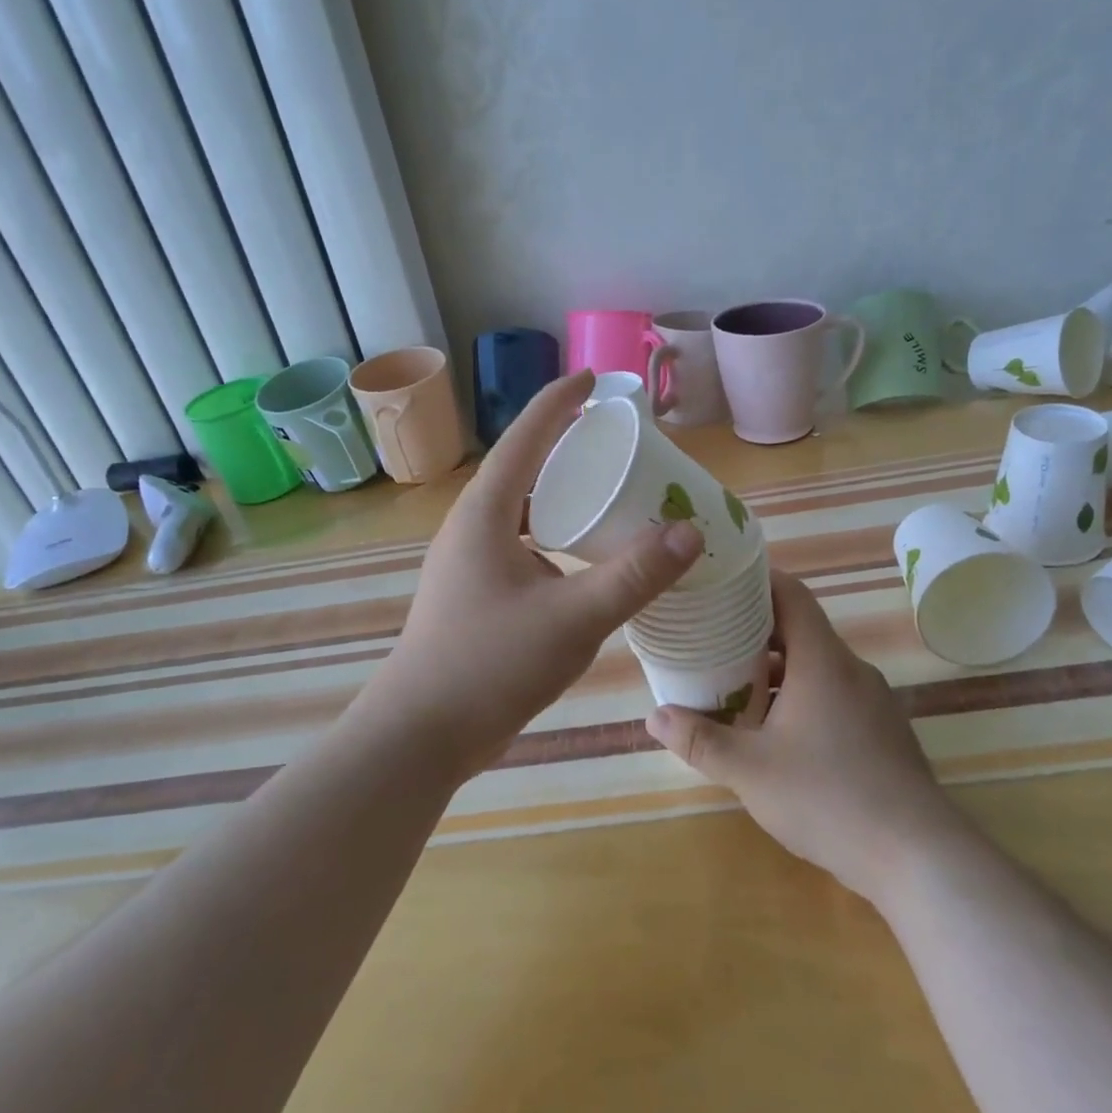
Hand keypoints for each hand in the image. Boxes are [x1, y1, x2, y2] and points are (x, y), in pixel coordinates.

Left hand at [354, 371, 703, 779]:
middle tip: (614, 441)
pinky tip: (583, 562)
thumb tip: (689, 531)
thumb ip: (633, 575)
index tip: (592, 379)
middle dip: (565, 448)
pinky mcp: (475, 595)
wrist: (422, 734)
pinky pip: (522, 546)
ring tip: (607, 496)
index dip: (559, 402)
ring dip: (560, 498)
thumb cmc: (490, 665)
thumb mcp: (572, 618)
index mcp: (486, 514)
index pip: (525, 438)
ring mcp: (469, 564)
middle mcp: (472, 528)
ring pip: (522, 513)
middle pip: (523, 470)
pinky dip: (555, 539)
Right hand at [645, 571, 951, 900]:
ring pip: (817, 668)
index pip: (791, 595)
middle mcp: (851, 670)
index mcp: (822, 661)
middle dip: (754, 632)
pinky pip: (834, 696)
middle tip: (710, 640)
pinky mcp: (883, 733)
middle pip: (800, 631)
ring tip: (734, 687)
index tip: (720, 585)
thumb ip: (699, 739)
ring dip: (776, 671)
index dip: (756, 582)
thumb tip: (654, 717)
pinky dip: (801, 698)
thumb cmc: (827, 797)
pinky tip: (777, 734)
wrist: (917, 857)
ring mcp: (873, 702)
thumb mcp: (749, 769)